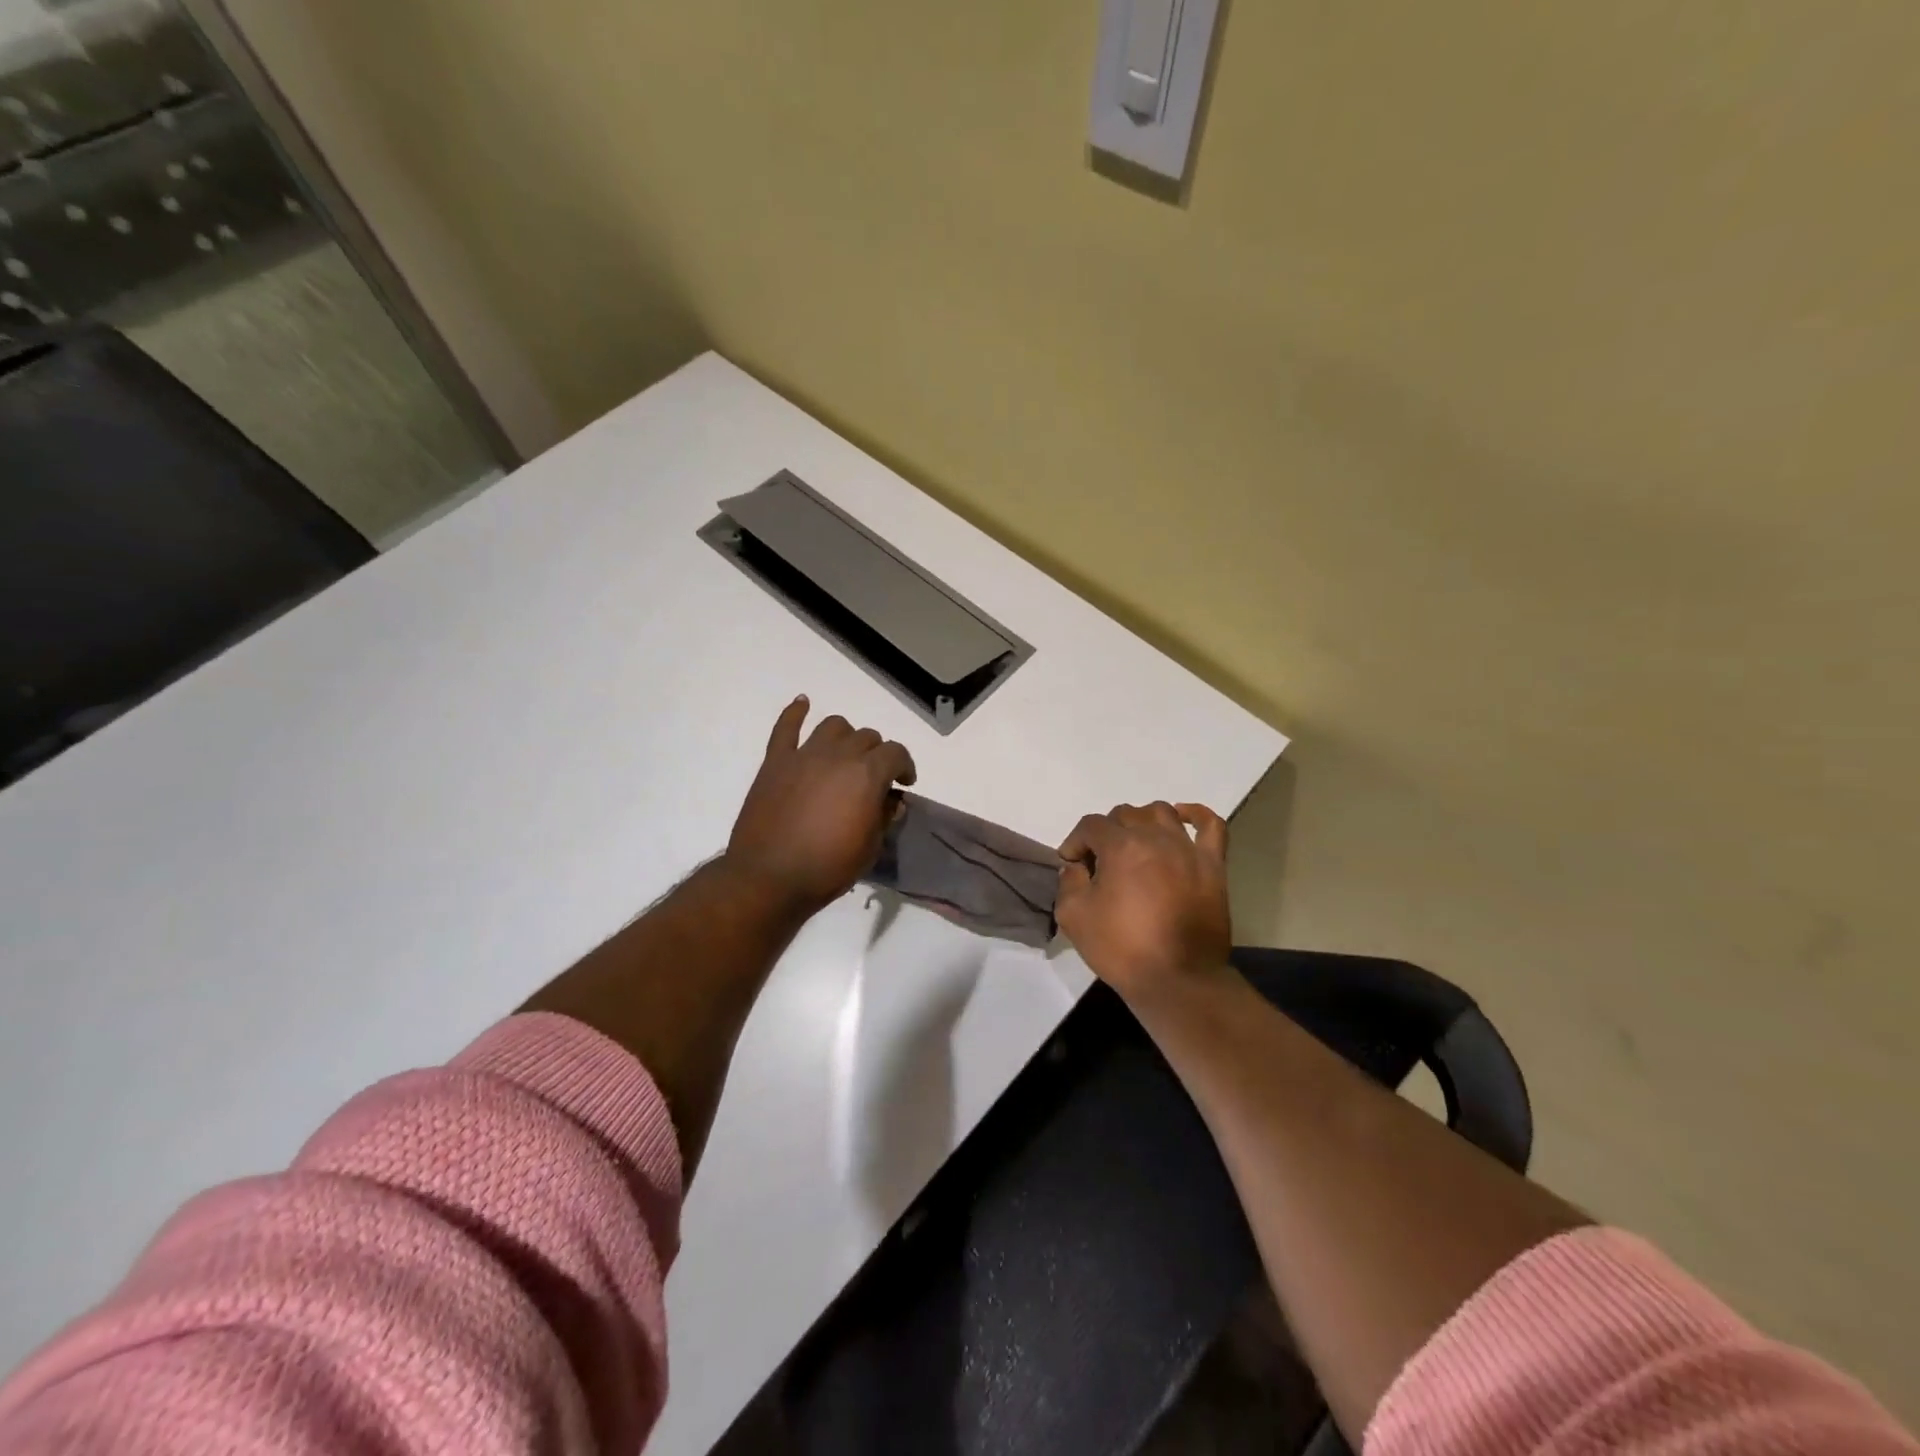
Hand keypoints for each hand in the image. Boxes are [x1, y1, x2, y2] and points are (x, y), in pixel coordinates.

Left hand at [726, 697, 916, 915]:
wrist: (769, 878)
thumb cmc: (827, 868)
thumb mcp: (870, 848)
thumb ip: (884, 817)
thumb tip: (891, 801)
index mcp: (867, 774)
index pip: (896, 753)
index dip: (905, 766)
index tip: (904, 783)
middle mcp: (838, 755)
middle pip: (867, 737)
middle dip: (877, 754)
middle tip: (874, 778)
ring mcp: (804, 755)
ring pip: (833, 726)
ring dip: (846, 736)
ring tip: (845, 754)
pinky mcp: (776, 762)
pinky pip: (786, 728)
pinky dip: (795, 712)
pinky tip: (802, 703)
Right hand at [1055, 802, 1232, 1001]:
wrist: (1178, 980)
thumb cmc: (1123, 948)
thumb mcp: (1073, 917)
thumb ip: (1068, 882)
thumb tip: (1076, 866)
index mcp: (1121, 847)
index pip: (1090, 826)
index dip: (1075, 842)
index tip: (1071, 866)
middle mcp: (1156, 838)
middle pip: (1125, 815)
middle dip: (1105, 833)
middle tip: (1101, 863)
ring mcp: (1188, 849)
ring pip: (1161, 813)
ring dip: (1141, 821)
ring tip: (1134, 843)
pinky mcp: (1213, 865)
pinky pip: (1211, 825)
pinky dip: (1195, 814)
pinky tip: (1182, 817)